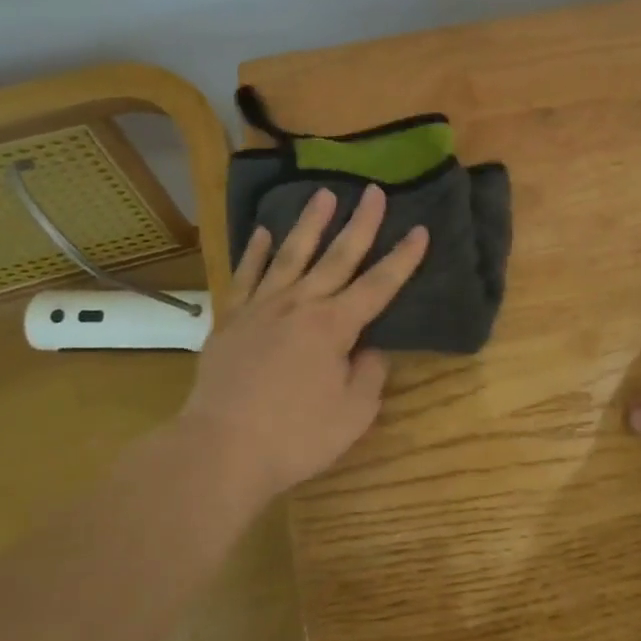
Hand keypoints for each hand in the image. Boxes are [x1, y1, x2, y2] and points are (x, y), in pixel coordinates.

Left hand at [182, 184, 428, 501]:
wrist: (221, 449)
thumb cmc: (295, 437)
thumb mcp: (352, 415)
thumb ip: (369, 376)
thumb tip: (369, 350)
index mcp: (334, 326)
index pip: (379, 285)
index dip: (403, 258)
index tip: (420, 229)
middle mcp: (301, 305)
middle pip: (337, 256)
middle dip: (360, 223)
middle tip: (374, 191)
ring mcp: (262, 308)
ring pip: (290, 254)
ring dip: (309, 223)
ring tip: (323, 194)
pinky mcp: (231, 320)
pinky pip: (246, 277)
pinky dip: (255, 252)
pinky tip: (262, 232)